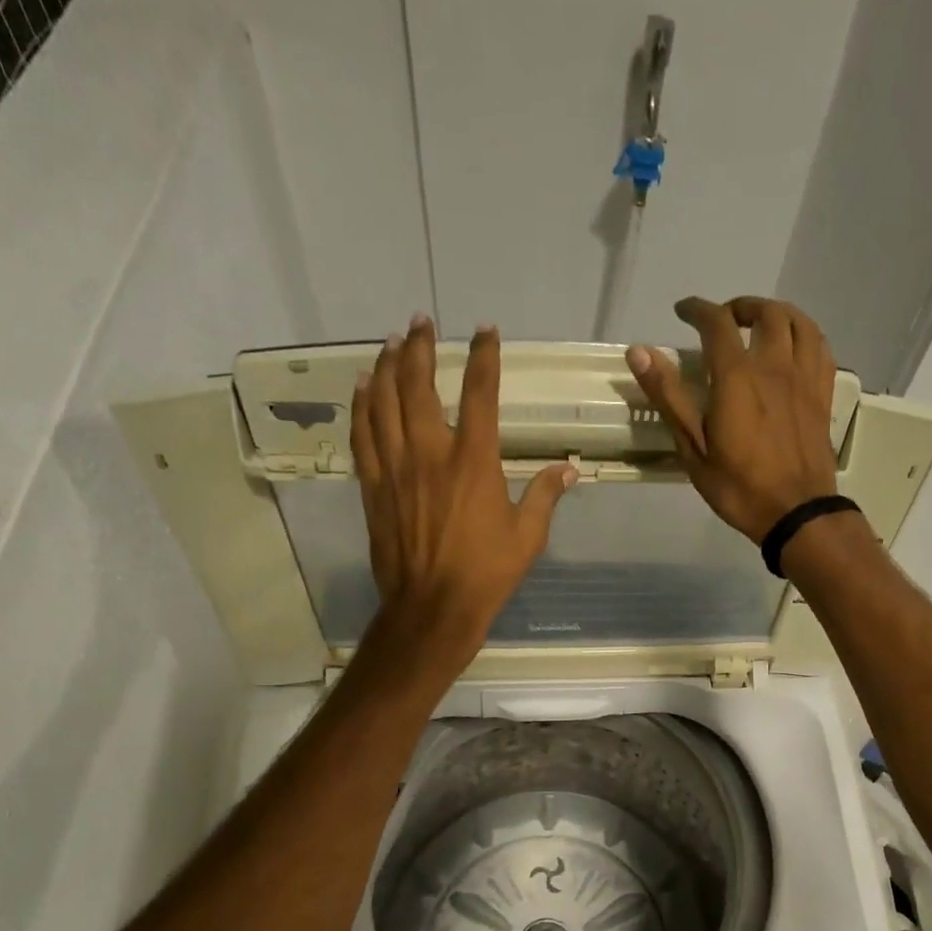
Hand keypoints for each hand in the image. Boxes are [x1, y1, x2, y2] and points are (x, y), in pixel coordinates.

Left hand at [352, 316, 574, 671]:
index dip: (484, 358)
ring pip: (384, 401)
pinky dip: (362, 405)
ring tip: (393, 342)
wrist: (432, 607)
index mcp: (475, 461)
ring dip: (388, 366)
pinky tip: (365, 386)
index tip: (486, 332)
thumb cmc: (487, 573)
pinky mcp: (374, 486)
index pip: (481, 394)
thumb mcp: (528, 537)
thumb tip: (569, 469)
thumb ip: (546, 496)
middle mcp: (430, 452)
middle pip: (419, 385)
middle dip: (421, 347)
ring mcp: (396, 467)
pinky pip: (362, 435)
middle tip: (421, 323)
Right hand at [625, 296, 837, 543]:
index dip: (697, 309)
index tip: (683, 311)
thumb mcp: (693, 448)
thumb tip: (639, 352)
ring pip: (798, 323)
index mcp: (737, 377)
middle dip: (740, 307)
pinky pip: (820, 347)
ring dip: (776, 313)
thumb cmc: (739, 487)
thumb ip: (669, 397)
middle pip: (765, 313)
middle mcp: (775, 366)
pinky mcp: (822, 394)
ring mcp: (804, 379)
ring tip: (760, 324)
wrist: (796, 512)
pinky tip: (794, 345)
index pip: (717, 323)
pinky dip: (805, 333)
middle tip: (724, 319)